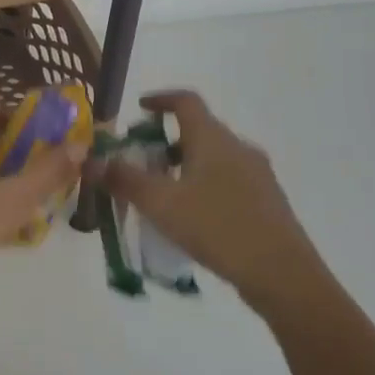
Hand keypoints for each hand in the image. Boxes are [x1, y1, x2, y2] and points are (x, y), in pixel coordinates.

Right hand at [97, 90, 323, 306]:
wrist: (283, 275)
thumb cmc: (217, 227)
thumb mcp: (160, 203)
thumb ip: (123, 180)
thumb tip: (90, 161)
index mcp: (213, 138)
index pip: (185, 101)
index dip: (161, 99)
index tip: (140, 108)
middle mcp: (238, 148)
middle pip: (198, 131)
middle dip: (166, 142)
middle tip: (141, 162)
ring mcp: (257, 175)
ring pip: (213, 159)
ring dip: (185, 167)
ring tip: (162, 195)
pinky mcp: (267, 202)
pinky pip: (228, 182)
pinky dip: (204, 187)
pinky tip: (193, 219)